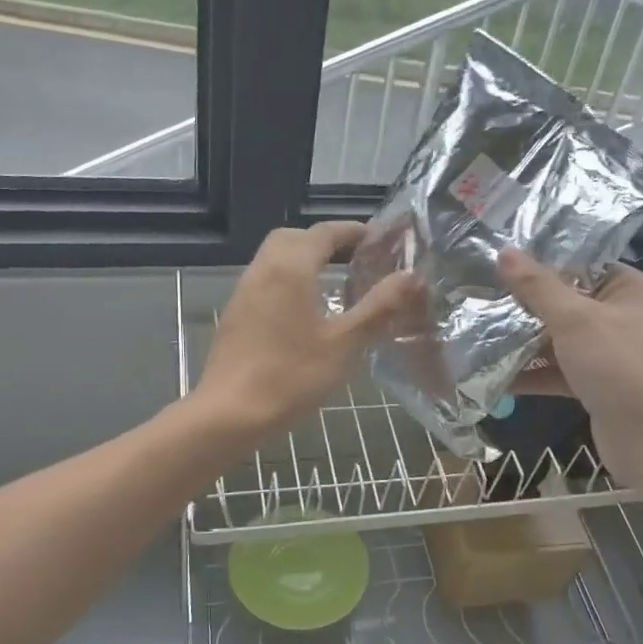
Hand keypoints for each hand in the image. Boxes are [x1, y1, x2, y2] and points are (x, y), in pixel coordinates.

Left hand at [196, 222, 422, 434]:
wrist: (230, 413)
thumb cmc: (292, 376)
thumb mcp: (345, 343)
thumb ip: (379, 307)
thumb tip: (412, 276)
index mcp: (291, 268)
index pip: (324, 233)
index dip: (353, 231)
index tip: (379, 238)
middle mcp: (264, 269)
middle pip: (294, 237)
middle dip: (325, 241)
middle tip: (354, 258)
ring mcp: (244, 291)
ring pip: (275, 258)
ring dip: (304, 259)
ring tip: (335, 282)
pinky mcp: (236, 314)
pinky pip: (265, 280)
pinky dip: (288, 279)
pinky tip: (306, 310)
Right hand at [498, 248, 642, 486]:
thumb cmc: (618, 366)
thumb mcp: (574, 319)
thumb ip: (537, 286)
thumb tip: (504, 251)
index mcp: (626, 288)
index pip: (578, 263)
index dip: (539, 262)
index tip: (497, 261)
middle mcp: (619, 315)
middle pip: (563, 302)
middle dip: (523, 305)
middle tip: (479, 297)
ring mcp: (607, 353)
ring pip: (557, 339)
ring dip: (522, 342)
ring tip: (477, 335)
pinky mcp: (595, 384)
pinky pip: (557, 371)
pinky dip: (530, 373)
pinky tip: (493, 376)